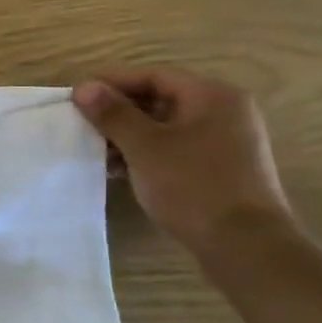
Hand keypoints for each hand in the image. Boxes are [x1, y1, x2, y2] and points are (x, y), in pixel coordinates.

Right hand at [72, 69, 294, 255]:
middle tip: (82, 125)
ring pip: (164, 127)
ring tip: (95, 152)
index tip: (77, 97)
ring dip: (128, 137)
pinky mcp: (220, 169)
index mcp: (212, 96)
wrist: (245, 246)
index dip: (112, 83)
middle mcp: (224, 112)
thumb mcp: (144, 146)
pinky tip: (119, 171)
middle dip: (118, 113)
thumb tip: (84, 87)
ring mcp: (225, 142)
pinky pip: (175, 149)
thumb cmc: (193, 186)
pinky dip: (146, 154)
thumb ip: (113, 114)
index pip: (153, 77)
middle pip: (159, 100)